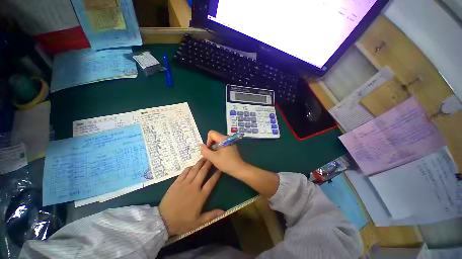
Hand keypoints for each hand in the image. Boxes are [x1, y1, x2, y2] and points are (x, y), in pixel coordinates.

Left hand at [159, 158, 223, 235]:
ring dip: (200, 163)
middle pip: (203, 172)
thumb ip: (211, 215)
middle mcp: (194, 187)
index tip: (220, 169)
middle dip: (208, 164)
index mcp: (200, 196)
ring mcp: (185, 183)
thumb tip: (224, 211)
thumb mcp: (198, 222)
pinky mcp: (177, 183)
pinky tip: (192, 165)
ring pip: (194, 170)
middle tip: (211, 158)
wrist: (163, 221)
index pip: (211, 182)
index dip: (216, 175)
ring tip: (204, 157)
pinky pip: (184, 172)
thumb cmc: (182, 222)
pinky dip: (189, 168)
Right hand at [200, 130, 247, 175]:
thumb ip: (205, 151)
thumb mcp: (213, 158)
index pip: (211, 133)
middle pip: (214, 137)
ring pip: (218, 142)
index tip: (209, 149)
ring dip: (214, 148)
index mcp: (223, 139)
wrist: (239, 169)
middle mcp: (227, 138)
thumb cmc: (226, 163)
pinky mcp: (231, 147)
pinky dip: (218, 150)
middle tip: (211, 155)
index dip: (208, 141)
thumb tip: (201, 145)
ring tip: (216, 157)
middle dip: (210, 145)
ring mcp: (230, 142)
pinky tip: (220, 157)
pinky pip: (222, 145)